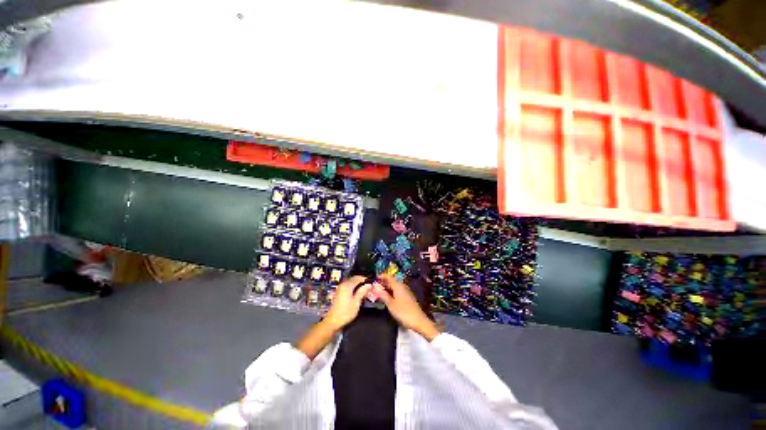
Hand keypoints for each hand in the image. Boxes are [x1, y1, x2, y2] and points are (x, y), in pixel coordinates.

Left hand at [323, 276, 370, 330]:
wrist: (333, 321)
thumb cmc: (345, 312)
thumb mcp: (356, 302)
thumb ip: (362, 292)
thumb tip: (368, 285)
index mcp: (347, 286)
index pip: (358, 278)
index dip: (365, 279)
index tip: (371, 283)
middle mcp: (343, 285)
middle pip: (354, 279)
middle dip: (361, 282)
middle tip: (368, 287)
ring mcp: (340, 288)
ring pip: (351, 283)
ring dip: (357, 285)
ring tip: (364, 290)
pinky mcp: (338, 293)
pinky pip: (348, 286)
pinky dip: (353, 287)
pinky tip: (357, 293)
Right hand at [376, 274, 439, 340]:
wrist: (418, 320)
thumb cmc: (403, 312)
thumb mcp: (390, 304)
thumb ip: (383, 294)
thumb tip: (375, 286)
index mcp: (398, 285)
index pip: (389, 277)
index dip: (382, 276)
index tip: (375, 278)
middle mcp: (402, 286)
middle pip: (392, 281)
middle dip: (384, 282)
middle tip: (375, 286)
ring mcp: (406, 291)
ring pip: (395, 286)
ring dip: (388, 288)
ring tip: (380, 292)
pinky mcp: (408, 297)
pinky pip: (398, 291)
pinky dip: (392, 292)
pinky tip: (388, 297)